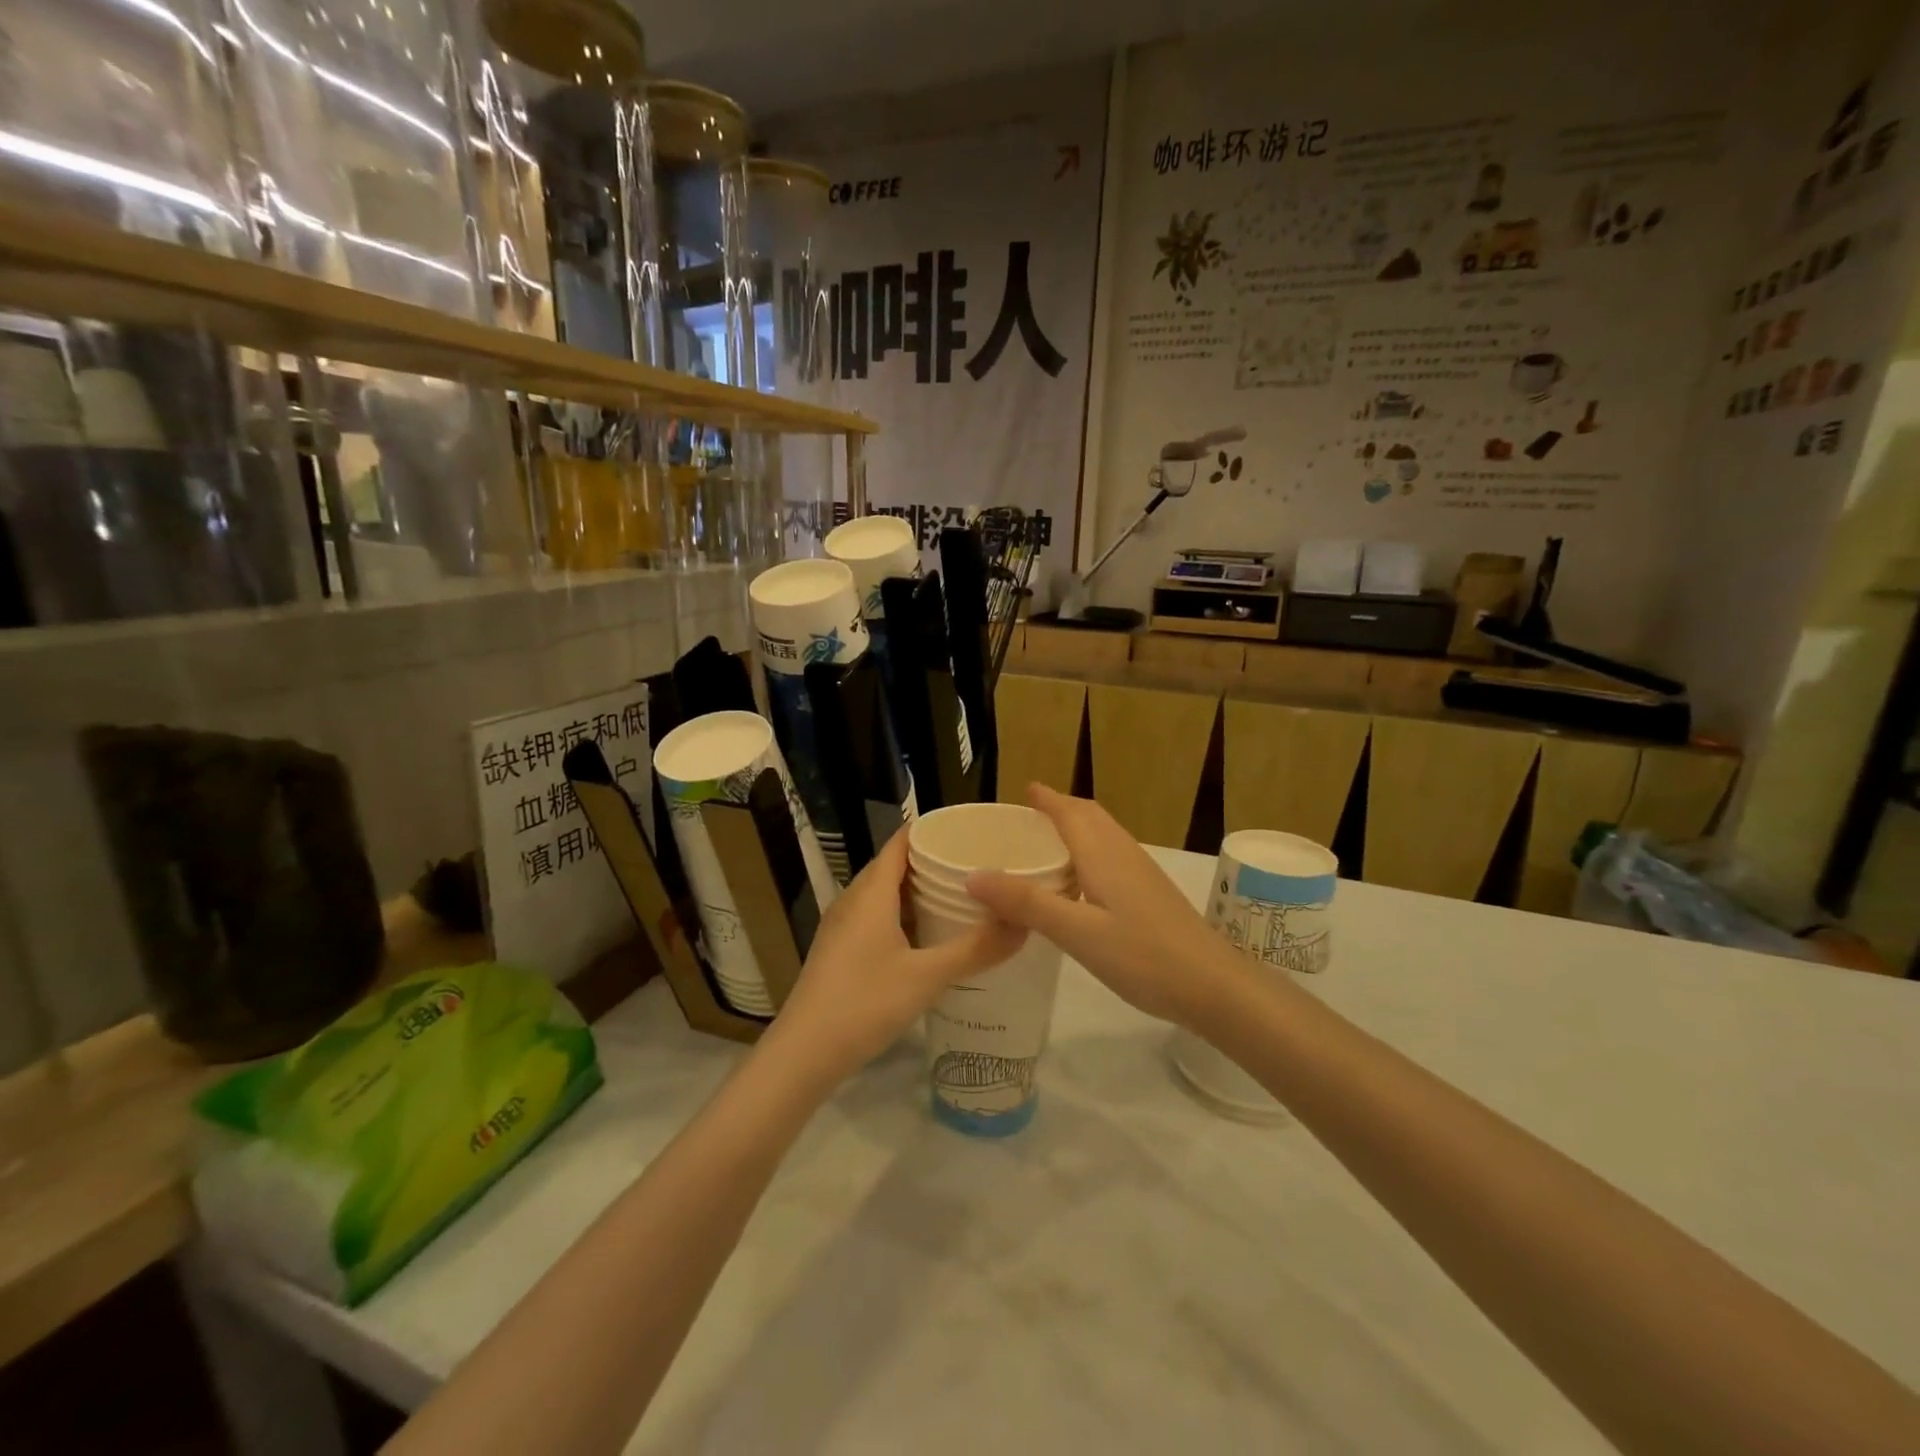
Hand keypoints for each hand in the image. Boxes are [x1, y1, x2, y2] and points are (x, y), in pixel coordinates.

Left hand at [768, 829, 1024, 1078]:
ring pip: (885, 896)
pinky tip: (929, 939)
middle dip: (934, 863)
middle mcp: (853, 900)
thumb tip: (1023, 923)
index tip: (972, 833)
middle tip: (978, 867)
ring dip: (919, 894)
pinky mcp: (840, 951)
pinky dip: (905, 918)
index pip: (902, 843)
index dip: (933, 832)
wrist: (803, 1054)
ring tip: (961, 898)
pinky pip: (877, 919)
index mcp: (871, 893)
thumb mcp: (928, 977)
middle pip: (895, 867)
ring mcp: (843, 927)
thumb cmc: (864, 1003)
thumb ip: (976, 949)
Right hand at [965, 784, 1238, 1027]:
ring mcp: (1142, 873)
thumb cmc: (1143, 955)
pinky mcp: (1152, 894)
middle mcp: (1123, 853)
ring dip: (1076, 829)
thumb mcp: (1077, 932)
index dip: (1046, 799)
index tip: (1023, 791)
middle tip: (1028, 817)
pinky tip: (1081, 885)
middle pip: (1090, 817)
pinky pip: (1113, 857)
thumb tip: (974, 875)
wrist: (1214, 986)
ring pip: (1104, 836)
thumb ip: (1027, 903)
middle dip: (1060, 809)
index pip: (1070, 811)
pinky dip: (1090, 853)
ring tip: (1047, 846)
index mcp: (1103, 854)